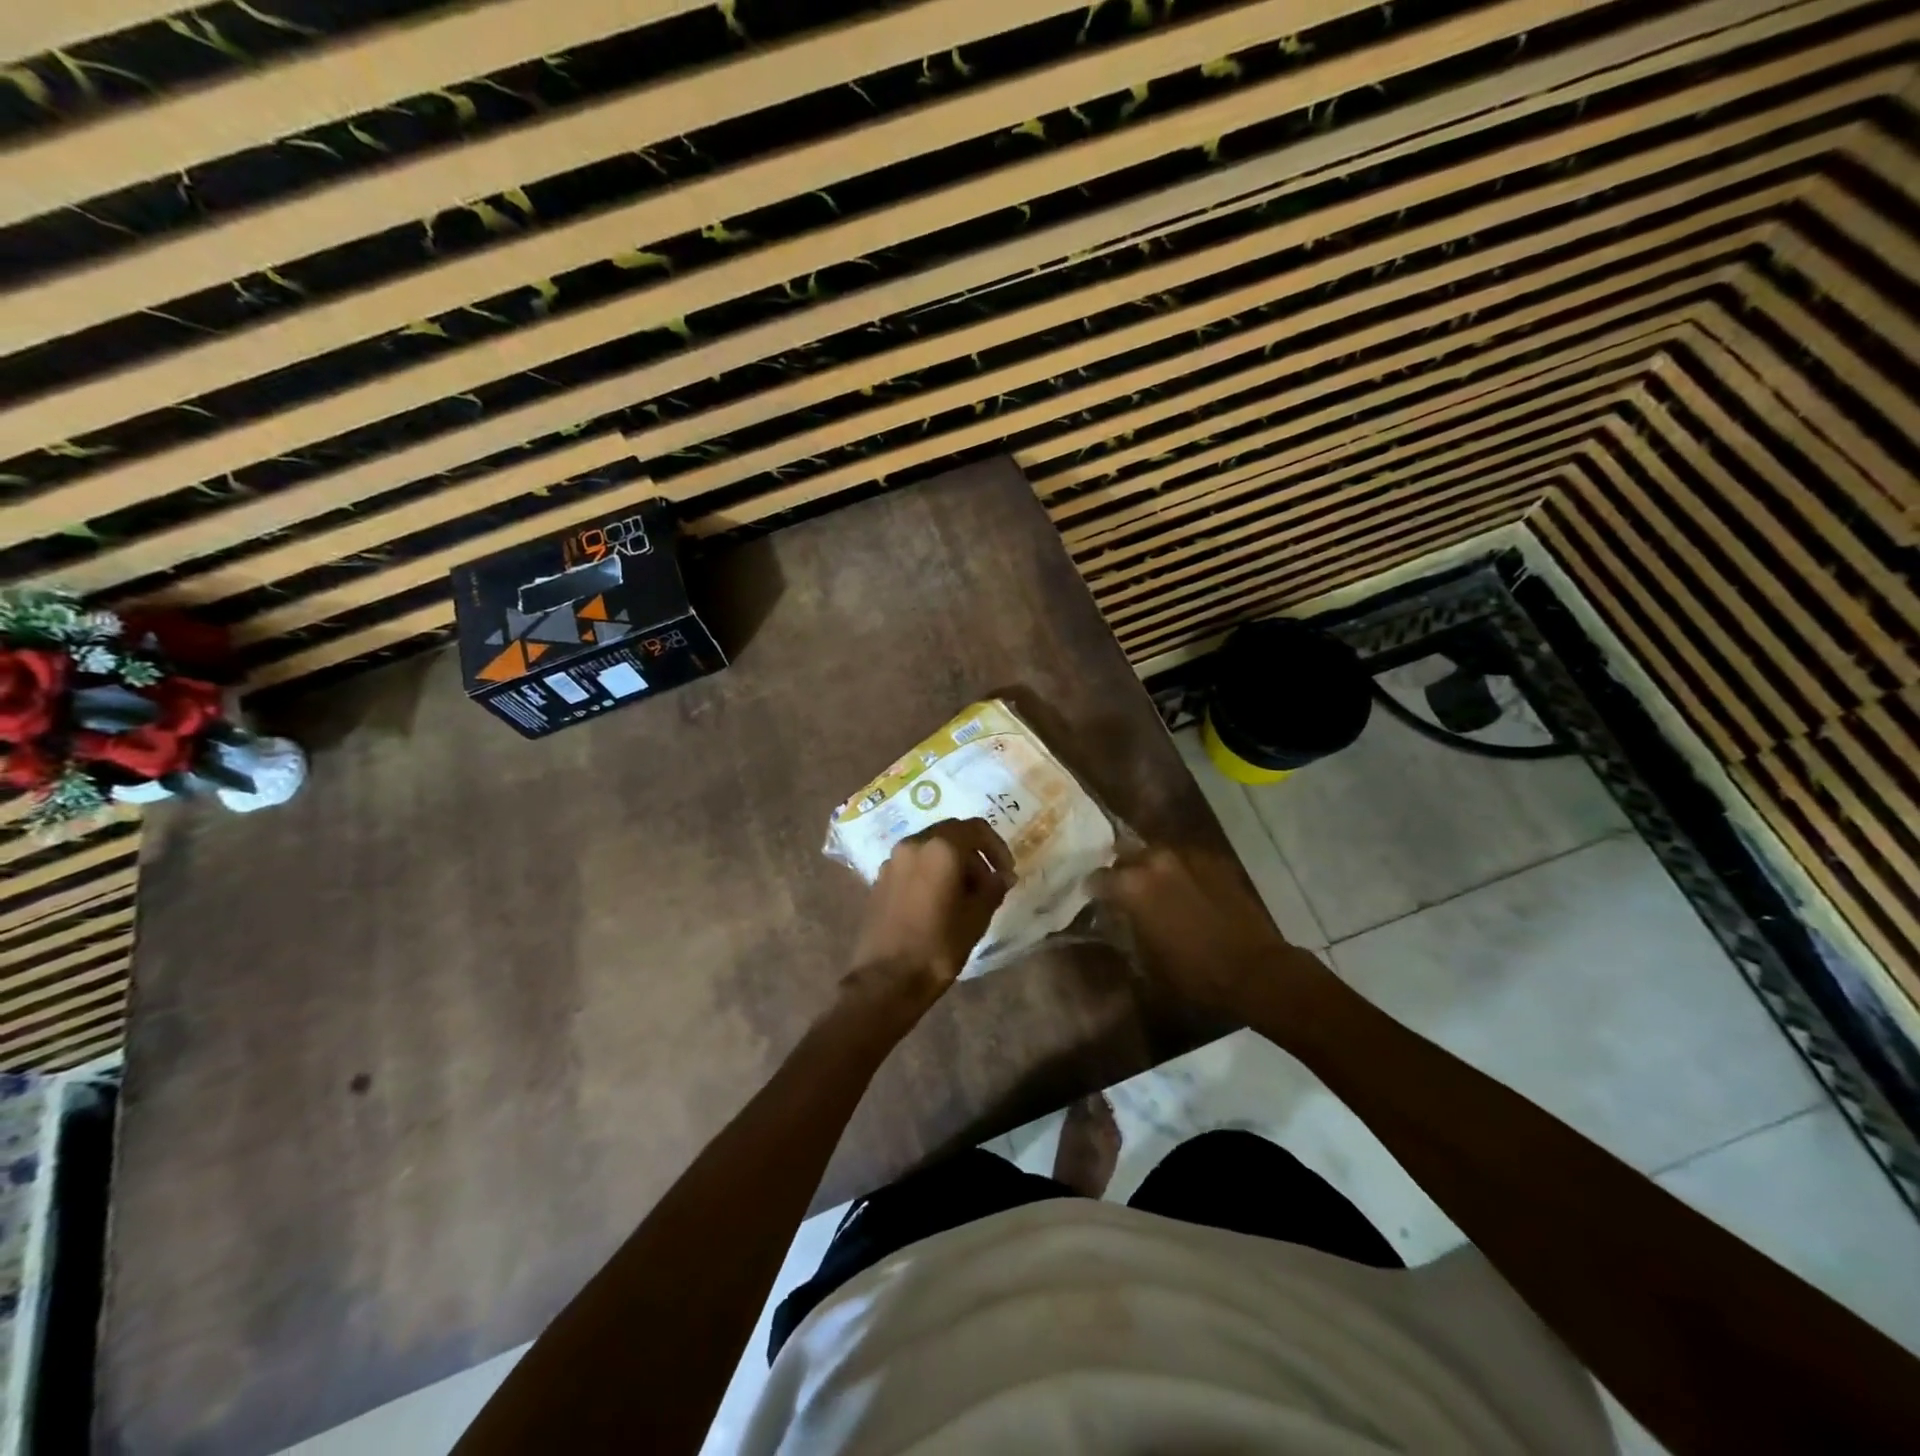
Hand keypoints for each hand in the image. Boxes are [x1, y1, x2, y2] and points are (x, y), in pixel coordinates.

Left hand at [845, 818, 1014, 1016]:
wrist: (886, 980)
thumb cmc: (938, 946)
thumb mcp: (976, 918)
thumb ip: (993, 888)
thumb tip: (1002, 876)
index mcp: (940, 848)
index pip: (976, 828)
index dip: (997, 847)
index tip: (1005, 873)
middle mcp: (913, 844)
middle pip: (951, 835)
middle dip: (974, 855)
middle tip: (988, 885)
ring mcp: (892, 861)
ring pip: (931, 849)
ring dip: (952, 864)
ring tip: (964, 898)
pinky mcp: (880, 880)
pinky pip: (913, 865)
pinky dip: (931, 873)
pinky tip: (938, 904)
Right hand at [1096, 846, 1333, 1016]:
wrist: (1254, 969)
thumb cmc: (1193, 974)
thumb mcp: (1145, 962)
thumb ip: (1125, 931)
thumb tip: (1117, 920)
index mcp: (1131, 885)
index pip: (1097, 878)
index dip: (1094, 891)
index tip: (1096, 901)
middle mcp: (1154, 860)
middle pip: (1124, 853)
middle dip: (1122, 870)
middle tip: (1125, 890)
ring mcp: (1187, 855)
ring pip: (1156, 852)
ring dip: (1151, 867)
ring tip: (1156, 887)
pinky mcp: (1214, 860)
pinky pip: (1186, 858)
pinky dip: (1180, 870)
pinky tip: (1186, 890)